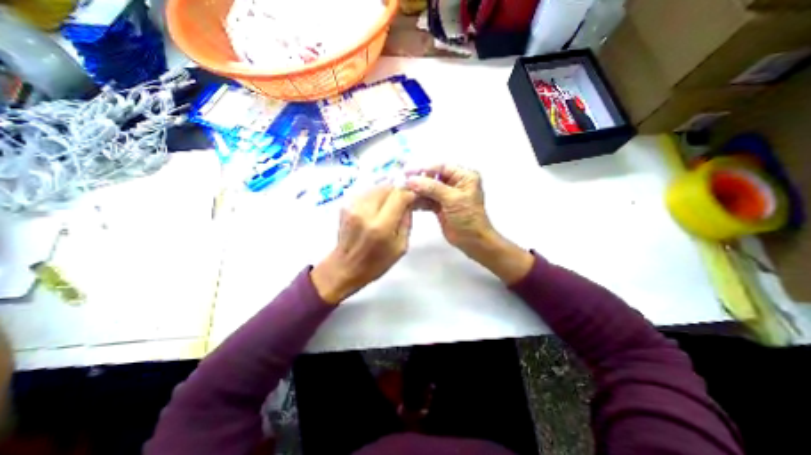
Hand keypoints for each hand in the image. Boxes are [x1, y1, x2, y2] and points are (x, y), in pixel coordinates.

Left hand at [309, 184, 413, 305]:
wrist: (345, 267)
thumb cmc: (376, 263)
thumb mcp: (401, 246)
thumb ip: (407, 221)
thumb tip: (409, 202)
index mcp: (381, 226)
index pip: (399, 196)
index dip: (409, 193)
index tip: (414, 198)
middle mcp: (365, 212)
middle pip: (387, 187)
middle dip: (398, 191)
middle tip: (403, 200)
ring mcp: (352, 207)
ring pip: (376, 186)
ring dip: (387, 192)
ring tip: (391, 203)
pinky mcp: (345, 205)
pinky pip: (366, 192)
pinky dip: (376, 195)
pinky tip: (378, 206)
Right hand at [405, 163, 532, 283]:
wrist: (472, 241)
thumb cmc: (469, 218)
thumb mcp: (453, 199)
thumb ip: (432, 188)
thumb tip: (412, 180)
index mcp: (464, 176)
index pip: (441, 167)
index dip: (424, 168)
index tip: (408, 171)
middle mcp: (455, 183)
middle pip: (433, 177)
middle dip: (419, 181)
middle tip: (403, 183)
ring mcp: (446, 195)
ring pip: (428, 189)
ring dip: (417, 191)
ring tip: (404, 193)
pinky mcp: (439, 206)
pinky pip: (427, 200)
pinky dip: (418, 201)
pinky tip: (409, 203)